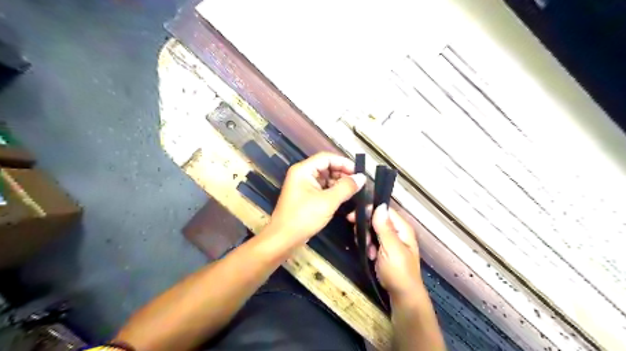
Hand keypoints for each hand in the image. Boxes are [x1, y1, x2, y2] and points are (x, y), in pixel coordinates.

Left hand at [267, 153, 367, 246]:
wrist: (283, 239)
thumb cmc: (303, 217)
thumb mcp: (327, 202)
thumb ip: (346, 187)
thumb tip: (362, 177)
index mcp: (303, 170)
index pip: (327, 158)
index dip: (344, 162)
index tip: (359, 172)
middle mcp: (302, 174)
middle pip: (326, 167)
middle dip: (343, 173)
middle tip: (359, 182)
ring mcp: (303, 186)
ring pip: (326, 178)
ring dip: (339, 183)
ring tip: (355, 190)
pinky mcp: (306, 197)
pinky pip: (322, 189)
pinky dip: (333, 191)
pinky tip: (345, 197)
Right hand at [348, 205, 425, 299]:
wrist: (402, 296)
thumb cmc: (399, 272)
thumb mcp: (391, 248)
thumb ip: (384, 228)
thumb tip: (379, 206)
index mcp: (402, 228)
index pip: (384, 210)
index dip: (369, 211)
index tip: (353, 216)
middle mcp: (396, 231)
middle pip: (376, 219)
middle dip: (366, 227)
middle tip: (362, 239)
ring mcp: (390, 241)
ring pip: (372, 230)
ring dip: (366, 239)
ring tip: (369, 251)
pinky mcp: (383, 249)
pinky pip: (372, 240)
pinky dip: (368, 246)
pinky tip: (370, 255)